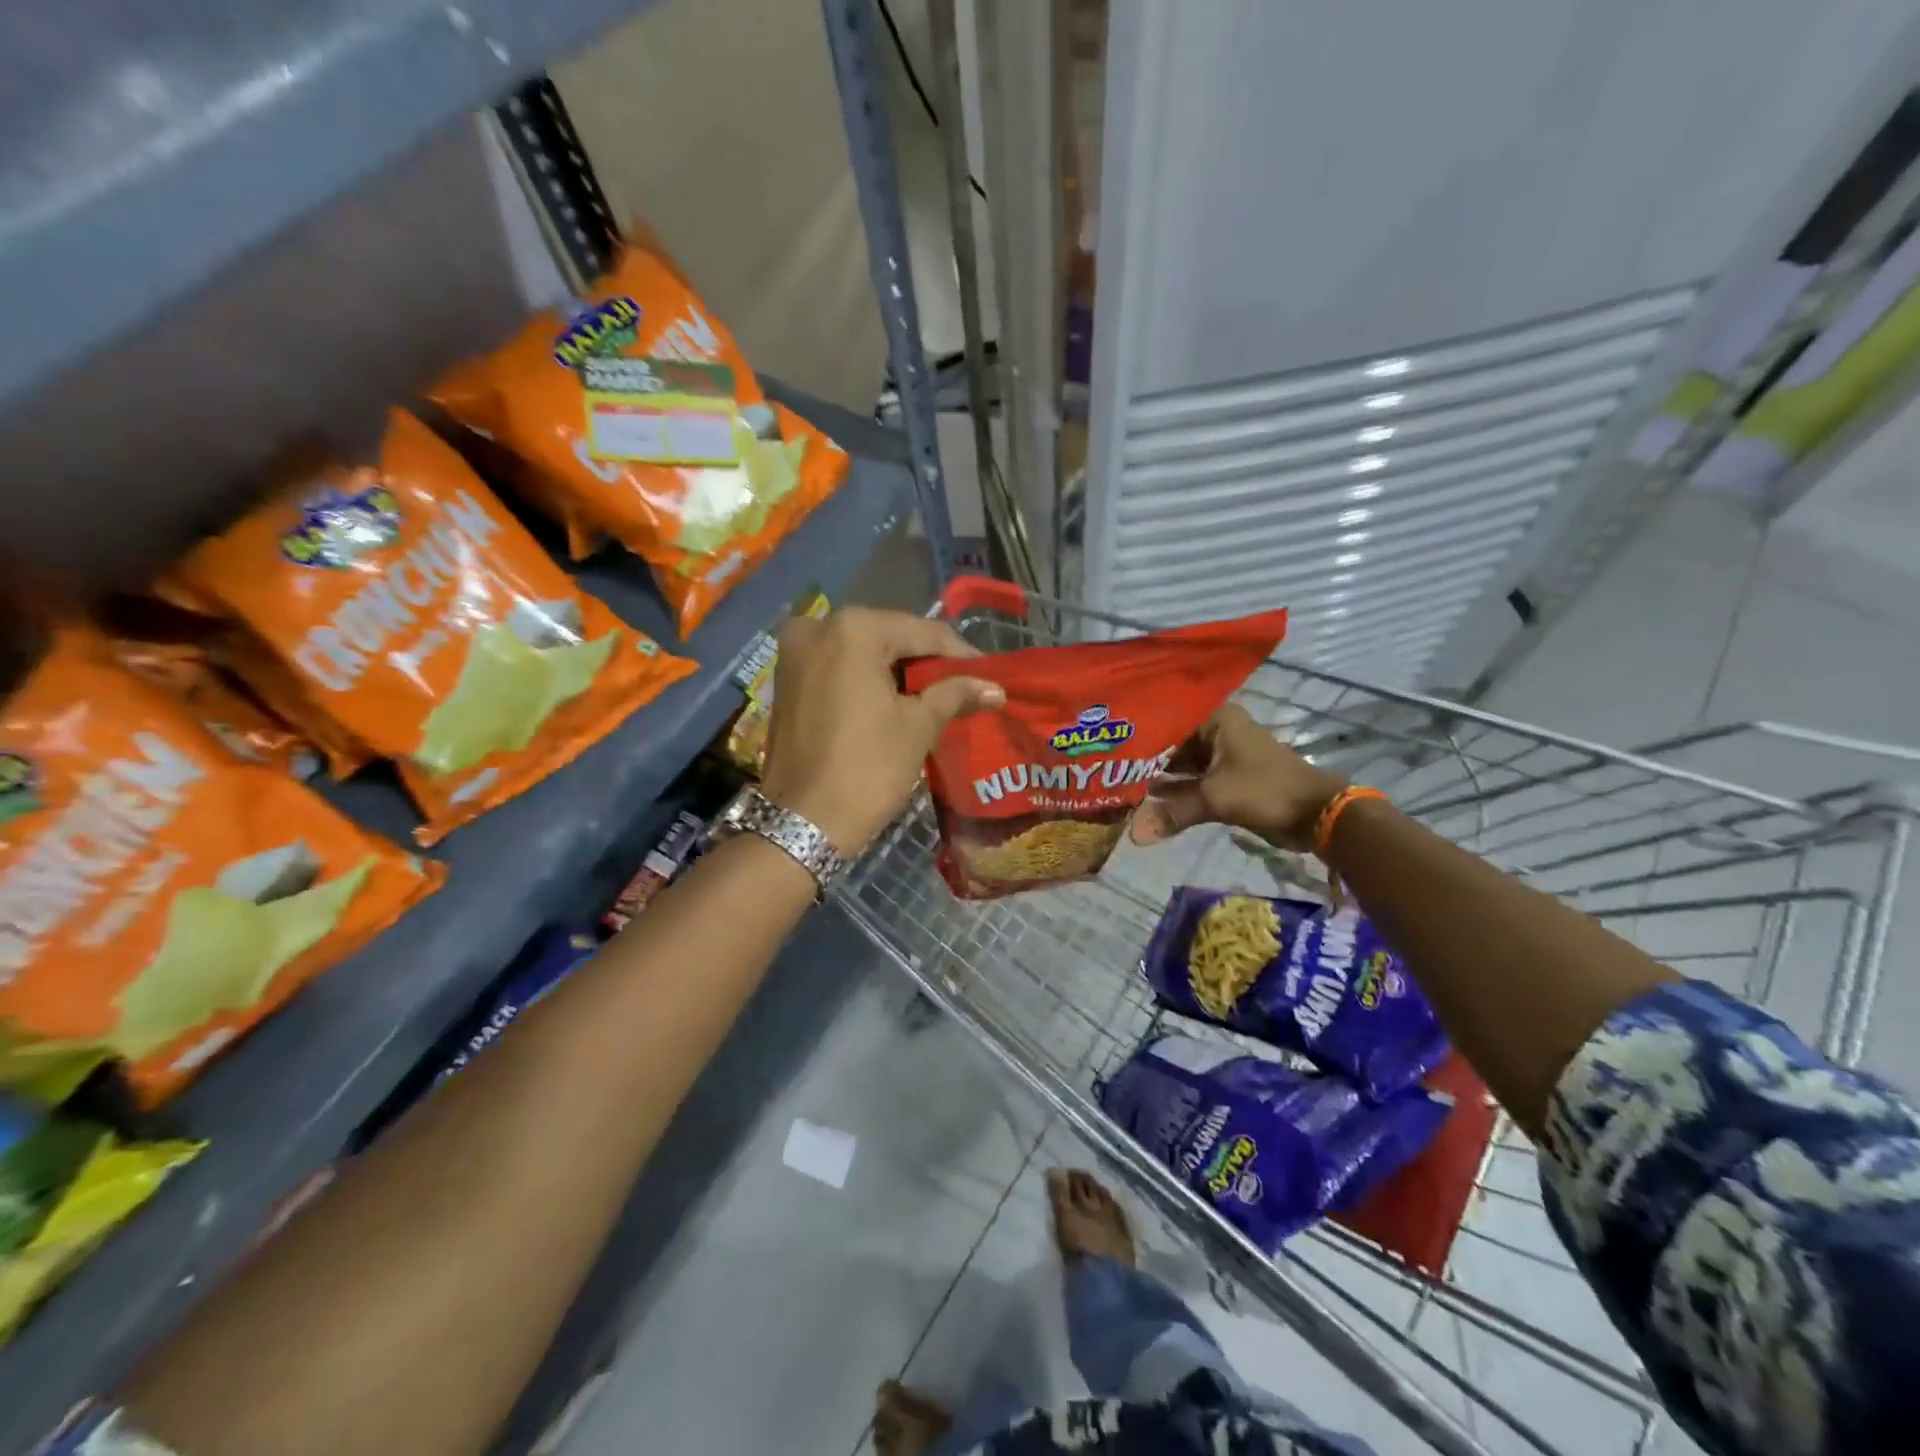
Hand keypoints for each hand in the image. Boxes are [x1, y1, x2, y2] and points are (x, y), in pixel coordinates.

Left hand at [761, 607, 1003, 853]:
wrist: (802, 823)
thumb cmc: (867, 769)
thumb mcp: (918, 727)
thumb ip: (955, 694)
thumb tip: (995, 687)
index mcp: (854, 629)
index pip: (922, 632)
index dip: (960, 654)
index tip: (988, 674)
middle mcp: (819, 627)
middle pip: (890, 636)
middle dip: (926, 661)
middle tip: (962, 685)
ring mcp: (795, 652)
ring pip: (862, 651)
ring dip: (897, 670)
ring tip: (934, 695)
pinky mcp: (785, 679)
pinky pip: (838, 667)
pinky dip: (867, 679)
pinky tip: (894, 699)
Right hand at [1128, 703, 1346, 851]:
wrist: (1317, 815)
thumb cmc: (1266, 790)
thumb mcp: (1215, 798)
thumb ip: (1173, 813)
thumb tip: (1134, 836)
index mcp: (1216, 719)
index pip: (1166, 716)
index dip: (1138, 728)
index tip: (1107, 738)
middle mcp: (1215, 731)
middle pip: (1170, 740)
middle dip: (1143, 755)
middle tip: (1104, 763)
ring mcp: (1220, 756)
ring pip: (1179, 763)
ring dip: (1156, 775)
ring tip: (1116, 782)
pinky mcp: (1224, 779)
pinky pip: (1190, 781)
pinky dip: (1172, 791)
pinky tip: (1143, 800)